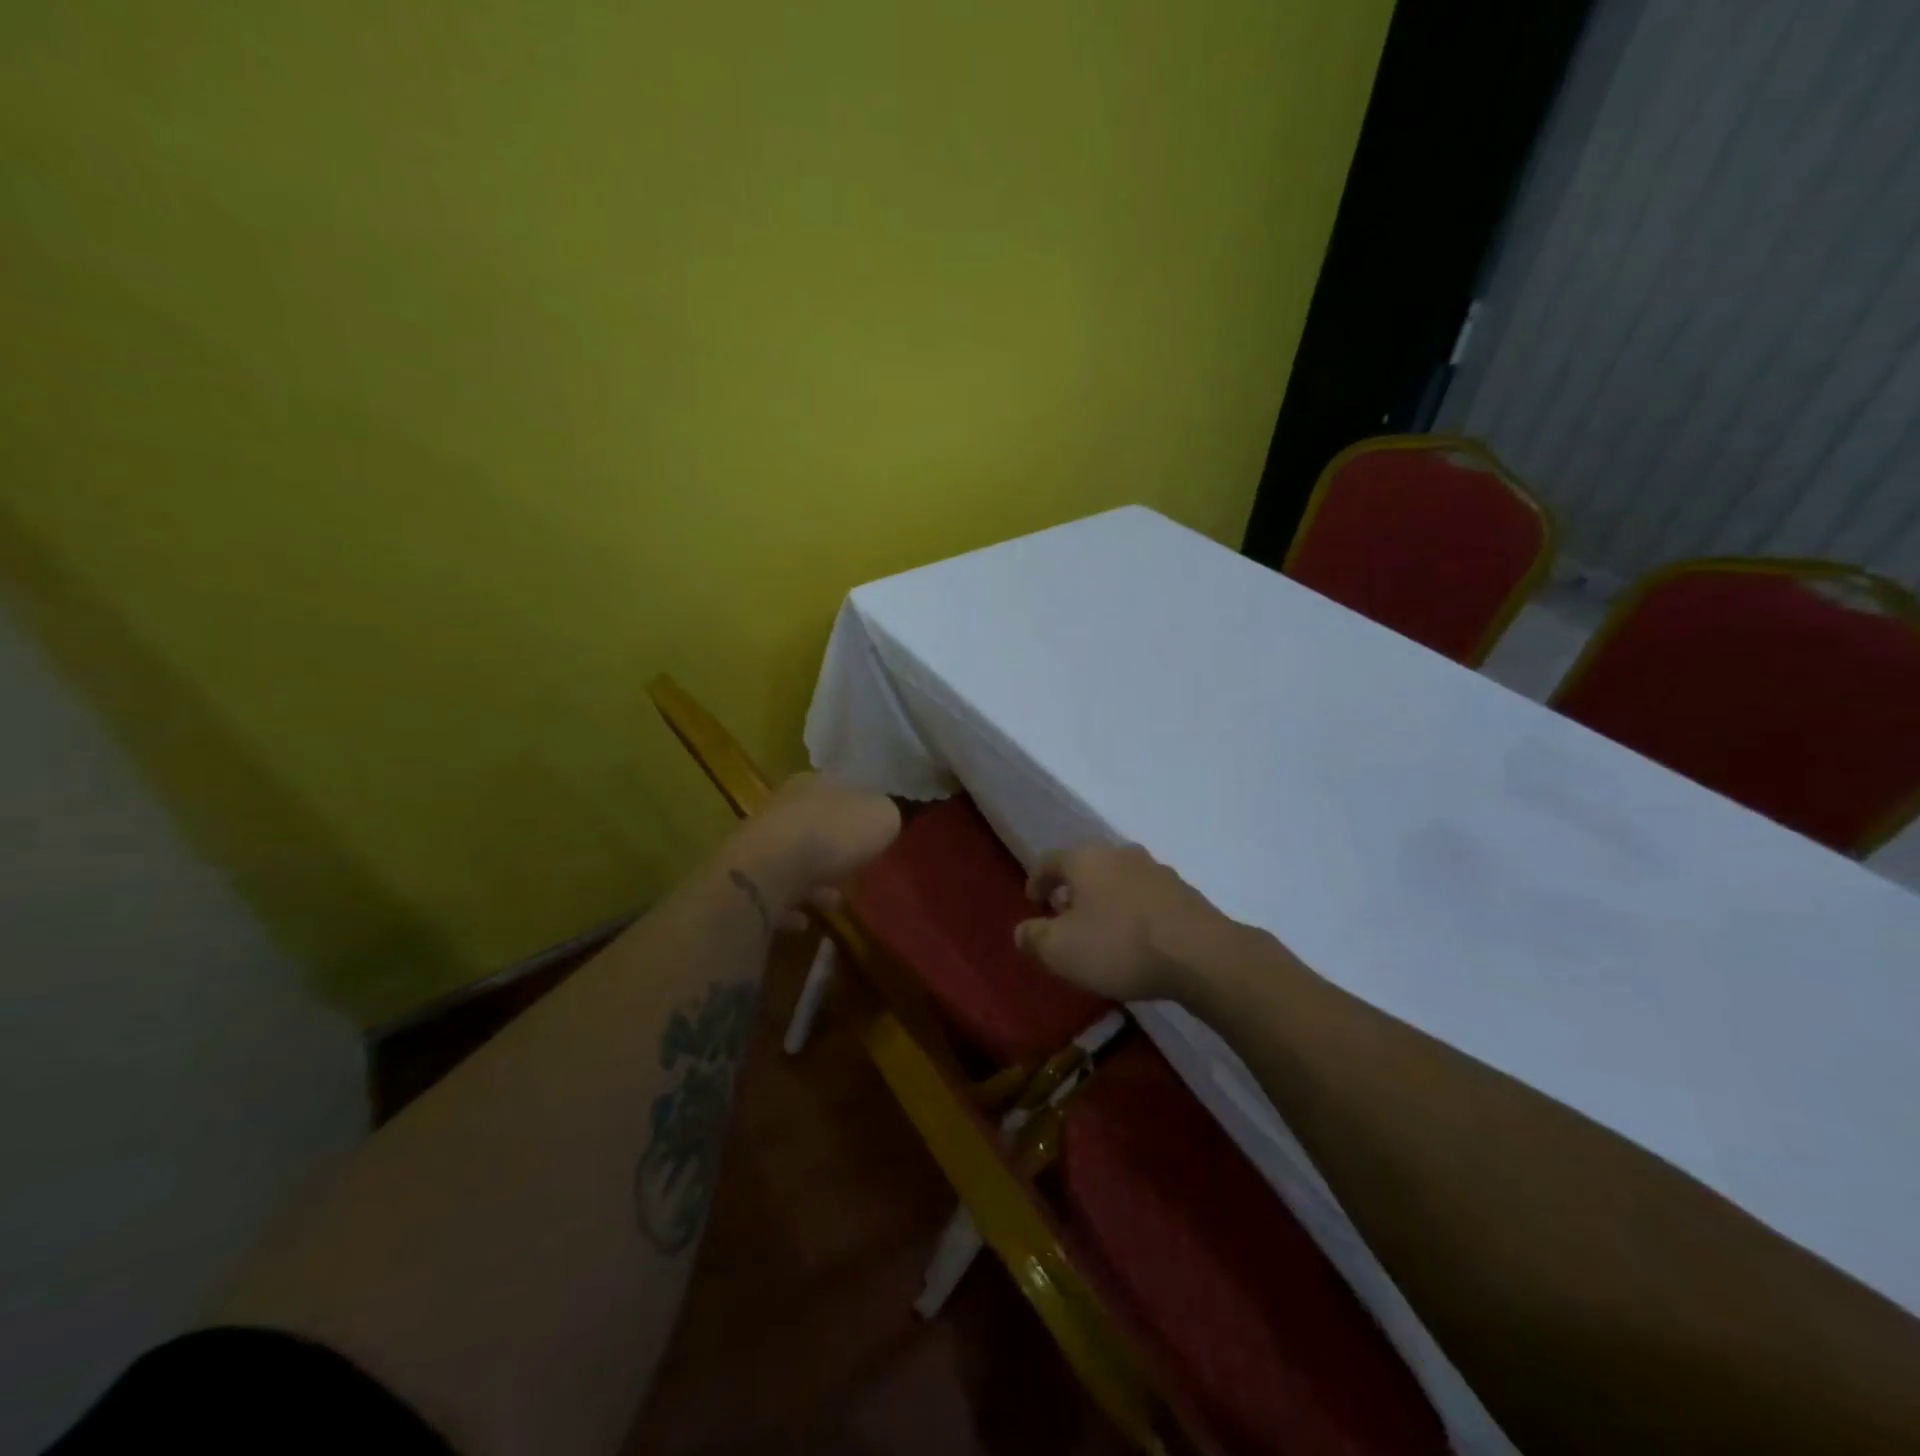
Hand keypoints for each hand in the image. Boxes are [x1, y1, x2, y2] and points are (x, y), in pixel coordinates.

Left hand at [729, 773, 900, 919]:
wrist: (771, 869)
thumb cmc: (832, 834)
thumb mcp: (882, 818)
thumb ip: (886, 816)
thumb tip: (883, 821)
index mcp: (815, 783)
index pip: (841, 791)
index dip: (859, 813)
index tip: (874, 837)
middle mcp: (784, 806)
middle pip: (816, 826)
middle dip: (837, 851)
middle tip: (856, 873)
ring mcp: (762, 842)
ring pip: (795, 860)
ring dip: (815, 882)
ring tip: (835, 902)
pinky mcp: (748, 877)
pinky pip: (775, 893)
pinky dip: (790, 907)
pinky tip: (805, 921)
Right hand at [1015, 844, 1237, 1003]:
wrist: (1200, 954)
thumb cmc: (1119, 946)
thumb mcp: (1061, 950)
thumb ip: (1034, 938)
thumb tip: (1022, 931)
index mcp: (1085, 859)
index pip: (1050, 860)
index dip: (1036, 880)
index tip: (1032, 901)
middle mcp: (1119, 854)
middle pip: (1086, 866)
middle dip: (1071, 889)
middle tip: (1063, 915)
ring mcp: (1156, 870)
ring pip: (1117, 879)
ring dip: (1103, 898)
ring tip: (1100, 928)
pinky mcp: (1183, 892)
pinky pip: (1145, 896)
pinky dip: (1131, 910)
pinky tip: (1134, 936)